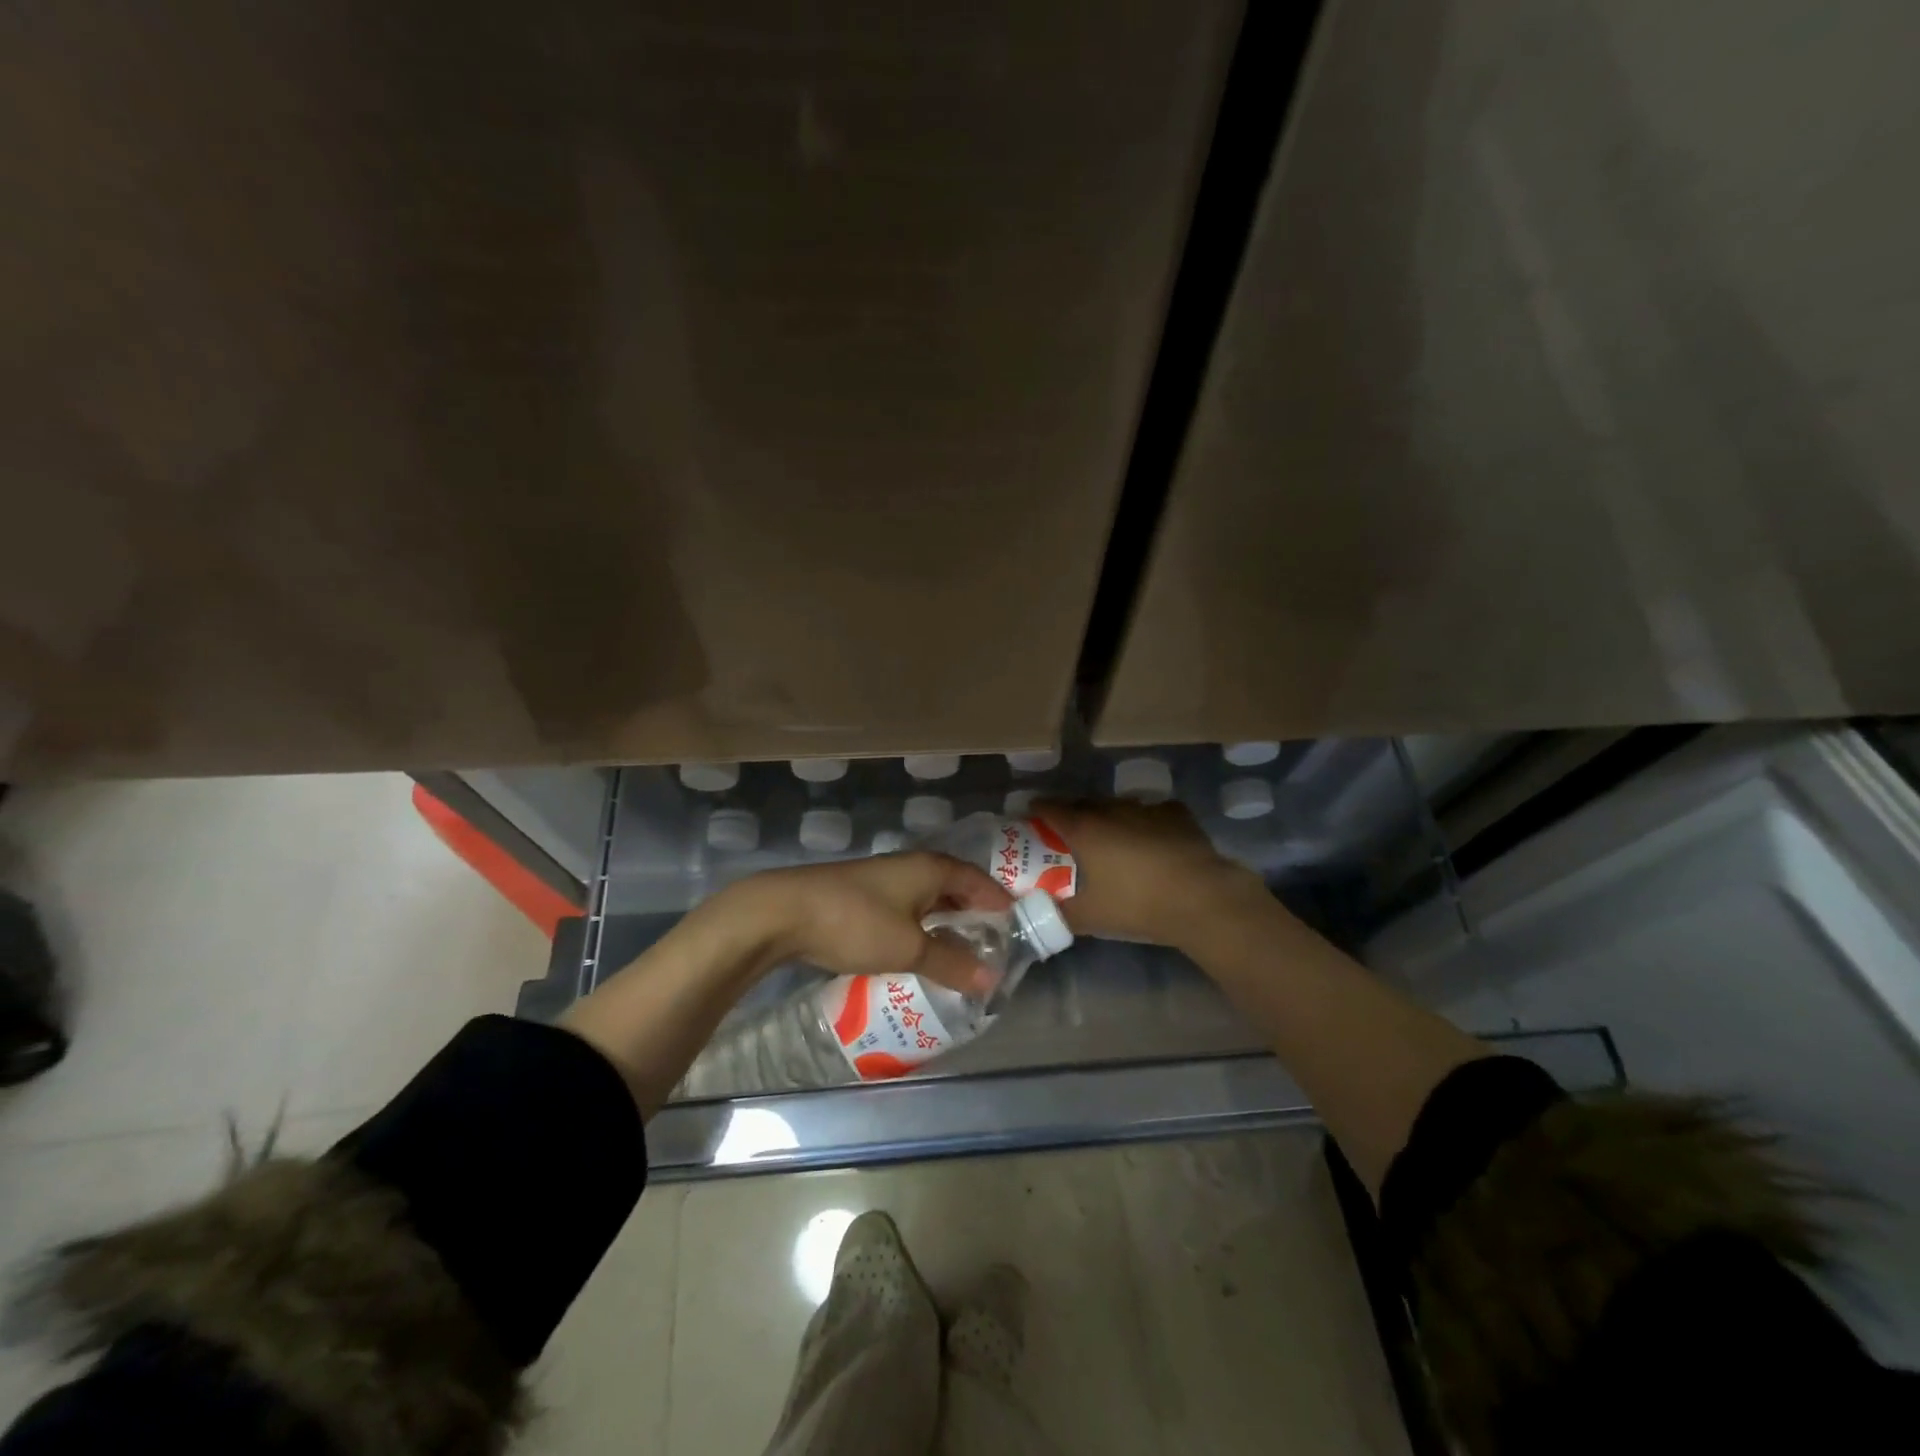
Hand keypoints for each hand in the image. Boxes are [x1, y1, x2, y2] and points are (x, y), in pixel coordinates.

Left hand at [721, 852, 1013, 994]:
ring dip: (947, 923)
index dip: (1000, 904)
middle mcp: (912, 867)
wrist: (784, 912)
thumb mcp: (909, 948)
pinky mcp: (864, 896)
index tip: (1019, 930)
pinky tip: (920, 952)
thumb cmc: (856, 922)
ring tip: (963, 954)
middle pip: (955, 887)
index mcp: (931, 868)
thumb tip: (990, 979)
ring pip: (929, 899)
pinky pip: (907, 909)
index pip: (979, 881)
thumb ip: (951, 962)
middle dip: (975, 915)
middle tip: (994, 947)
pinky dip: (921, 928)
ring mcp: (885, 879)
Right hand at [1032, 798, 1265, 949]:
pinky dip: (1143, 822)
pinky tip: (1149, 838)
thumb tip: (1038, 914)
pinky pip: (1151, 812)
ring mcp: (1147, 808)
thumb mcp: (1090, 917)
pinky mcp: (1176, 814)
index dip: (1037, 809)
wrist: (1201, 898)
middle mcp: (1112, 810)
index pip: (1051, 808)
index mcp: (1085, 829)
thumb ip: (1059, 913)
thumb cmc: (1137, 904)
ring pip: (1118, 806)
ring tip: (1109, 835)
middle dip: (1072, 813)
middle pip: (1083, 803)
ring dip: (1108, 816)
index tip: (1030, 814)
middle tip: (1067, 831)